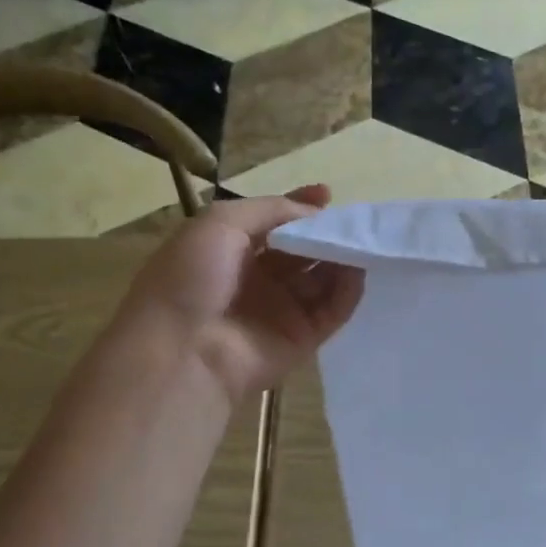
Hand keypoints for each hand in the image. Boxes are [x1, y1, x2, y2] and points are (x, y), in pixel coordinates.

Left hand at [122, 185, 364, 402]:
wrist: (182, 351)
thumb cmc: (192, 277)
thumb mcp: (220, 223)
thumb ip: (269, 210)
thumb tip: (314, 212)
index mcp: (229, 249)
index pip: (273, 223)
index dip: (299, 208)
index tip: (327, 195)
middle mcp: (256, 279)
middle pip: (302, 250)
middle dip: (325, 233)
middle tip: (352, 220)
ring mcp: (280, 310)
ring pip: (321, 279)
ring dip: (342, 259)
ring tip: (362, 241)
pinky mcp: (301, 339)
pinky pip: (332, 311)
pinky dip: (347, 291)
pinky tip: (358, 271)